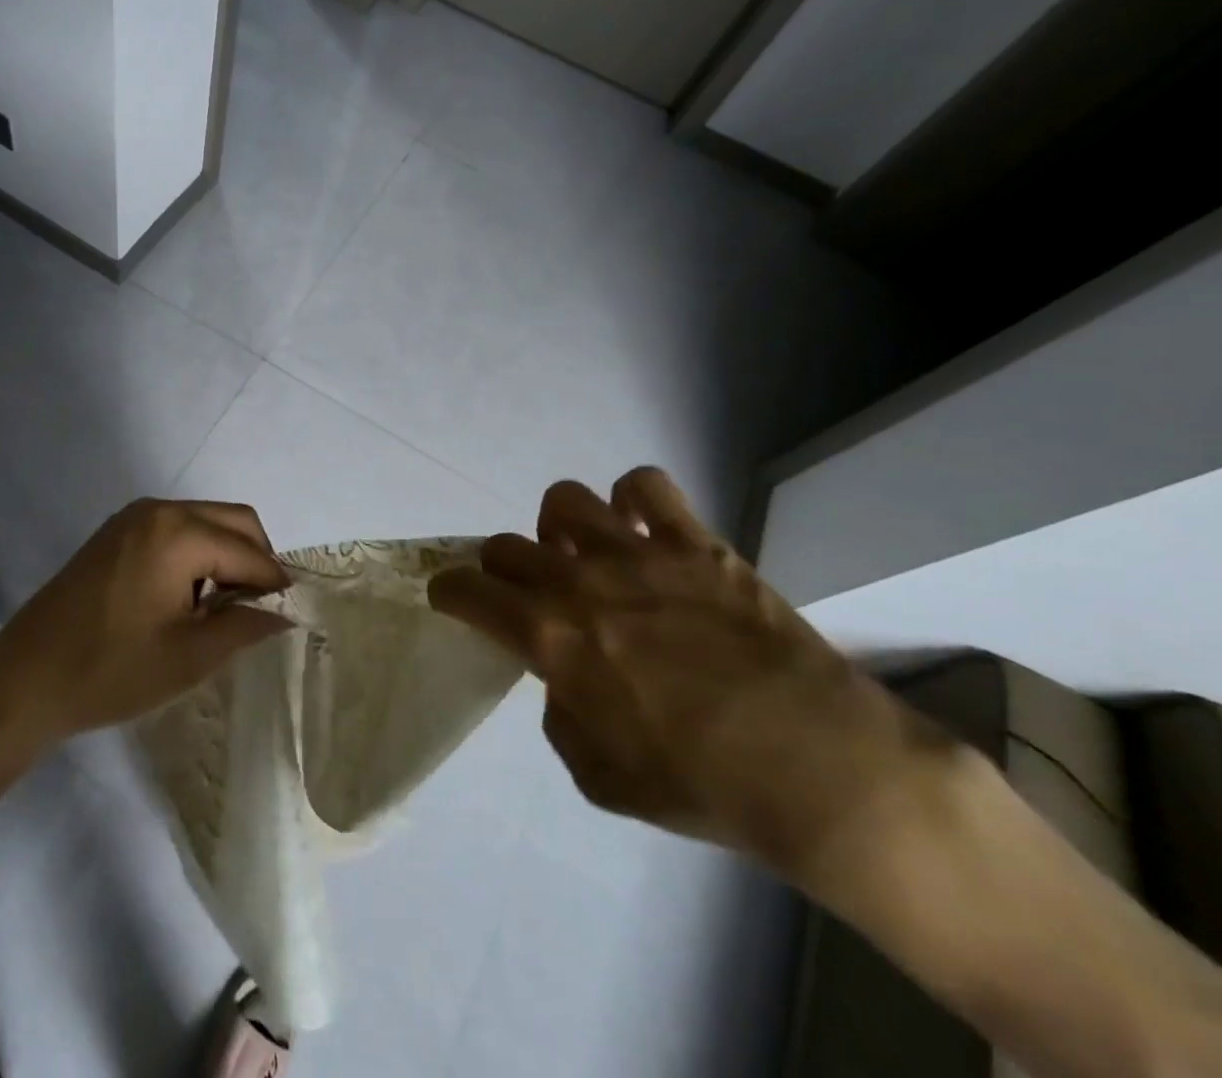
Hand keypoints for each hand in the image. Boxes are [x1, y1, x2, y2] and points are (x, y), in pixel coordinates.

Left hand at [0, 499, 290, 749]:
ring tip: (222, 611)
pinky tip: (188, 599)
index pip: (249, 551)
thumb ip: (244, 626)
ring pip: (206, 522)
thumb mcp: (188, 657)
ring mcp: (132, 518)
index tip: (291, 615)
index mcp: (178, 532)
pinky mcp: (115, 533)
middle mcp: (158, 511)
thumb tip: (285, 613)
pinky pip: (176, 530)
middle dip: (256, 561)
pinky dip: (197, 554)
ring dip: (227, 556)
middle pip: (234, 521)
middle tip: (257, 612)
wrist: (22, 682)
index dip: (275, 584)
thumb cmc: (109, 671)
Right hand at [428, 467, 953, 881]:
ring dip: (559, 528)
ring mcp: (639, 553)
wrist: (823, 771)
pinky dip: (632, 500)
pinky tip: (641, 530)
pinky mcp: (695, 542)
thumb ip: (561, 716)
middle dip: (500, 569)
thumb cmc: (703, 786)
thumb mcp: (599, 777)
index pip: (468, 591)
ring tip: (581, 554)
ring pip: (564, 500)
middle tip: (524, 594)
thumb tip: (563, 678)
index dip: (449, 591)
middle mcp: (580, 582)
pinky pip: (645, 487)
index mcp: (549, 638)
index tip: (452, 597)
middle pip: (506, 545)